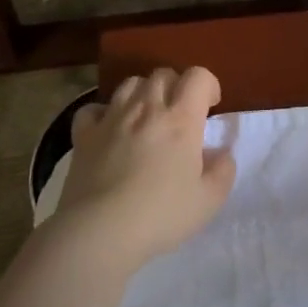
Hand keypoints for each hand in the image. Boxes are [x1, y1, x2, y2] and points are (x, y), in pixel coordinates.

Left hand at [51, 67, 235, 265]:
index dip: (208, 85)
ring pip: (129, 84)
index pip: (198, 76)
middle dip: (177, 86)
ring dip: (144, 94)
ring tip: (147, 118)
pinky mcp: (84, 136)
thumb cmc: (161, 215)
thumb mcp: (210, 200)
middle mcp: (146, 109)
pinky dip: (105, 113)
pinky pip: (94, 108)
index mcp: (181, 120)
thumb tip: (221, 154)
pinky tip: (111, 130)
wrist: (99, 232)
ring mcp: (111, 119)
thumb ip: (223, 171)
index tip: (211, 108)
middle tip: (180, 114)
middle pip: (163, 74)